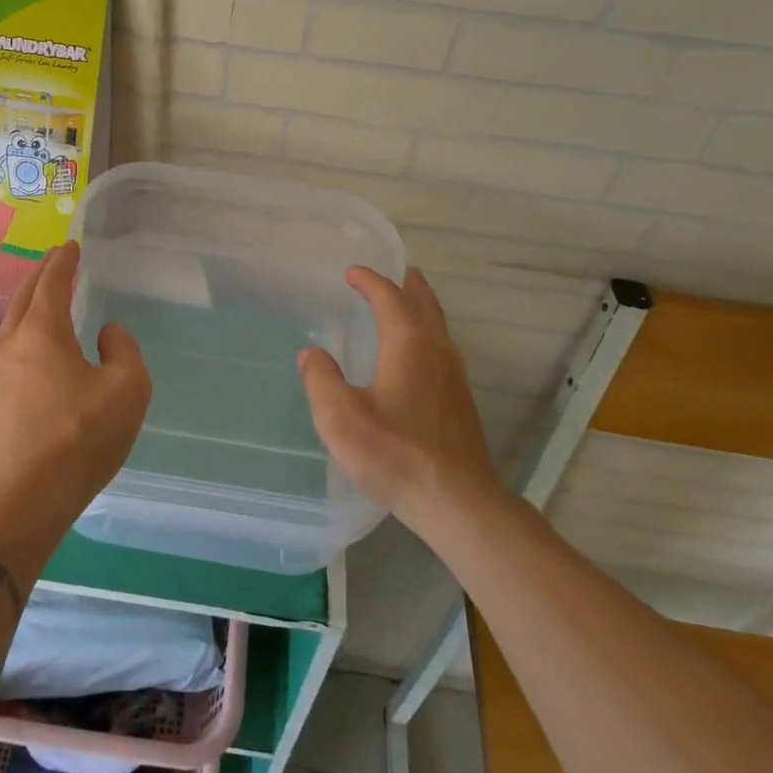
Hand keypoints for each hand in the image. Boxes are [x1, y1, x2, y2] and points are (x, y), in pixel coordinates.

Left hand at [0, 242, 150, 516]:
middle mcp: (10, 345)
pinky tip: (34, 357)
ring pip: (11, 328)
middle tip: (57, 263)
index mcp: (43, 333)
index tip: (71, 246)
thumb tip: (106, 333)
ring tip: (47, 306)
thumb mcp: (127, 388)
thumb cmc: (82, 437)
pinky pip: (7, 357)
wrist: (26, 499)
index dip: (63, 262)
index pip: (52, 283)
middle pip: (24, 298)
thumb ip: (123, 348)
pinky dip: (23, 340)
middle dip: (42, 276)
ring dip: (30, 309)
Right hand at [298, 267, 499, 531]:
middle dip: (409, 286)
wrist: (457, 501)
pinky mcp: (460, 401)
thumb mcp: (341, 418)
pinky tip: (419, 355)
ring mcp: (455, 377)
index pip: (389, 298)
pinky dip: (428, 333)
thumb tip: (312, 353)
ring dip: (422, 308)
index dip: (370, 281)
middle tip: (399, 271)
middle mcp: (437, 351)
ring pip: (438, 327)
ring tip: (410, 302)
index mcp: (409, 344)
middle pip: (424, 305)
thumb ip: (321, 379)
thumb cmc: (395, 454)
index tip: (352, 272)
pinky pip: (442, 349)